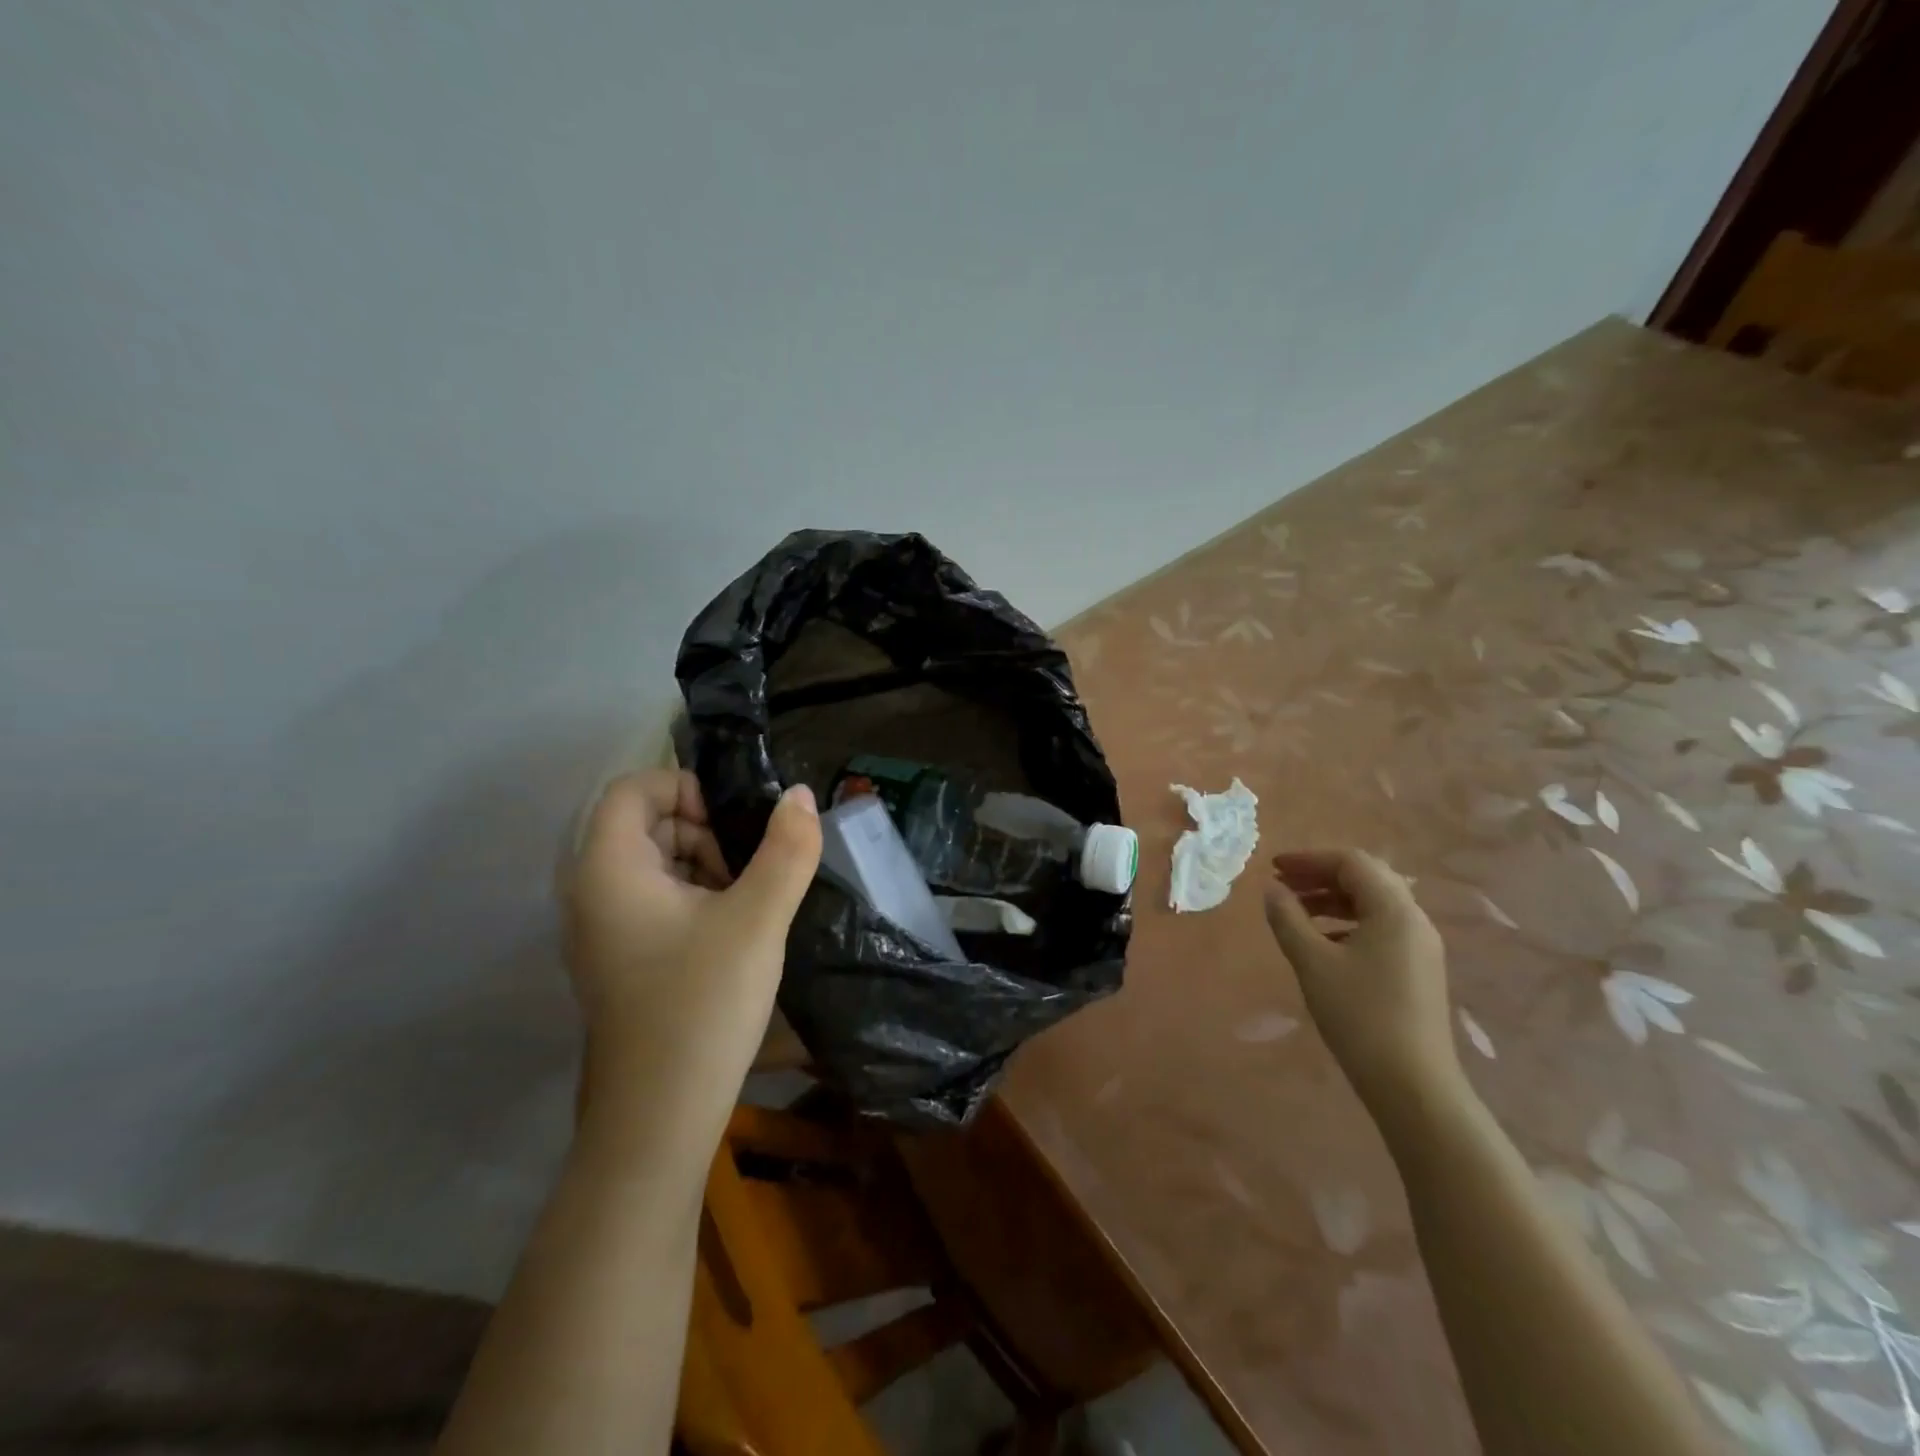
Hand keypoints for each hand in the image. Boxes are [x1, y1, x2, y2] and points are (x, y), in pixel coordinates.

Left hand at [561, 770, 821, 1134]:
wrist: (658, 1120)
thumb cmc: (701, 1006)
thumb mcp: (757, 920)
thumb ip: (787, 850)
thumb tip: (802, 796)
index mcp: (609, 870)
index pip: (633, 789)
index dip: (686, 788)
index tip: (734, 823)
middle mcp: (591, 893)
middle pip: (644, 824)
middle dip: (703, 829)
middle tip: (749, 866)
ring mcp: (602, 932)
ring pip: (652, 864)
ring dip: (703, 864)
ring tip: (748, 901)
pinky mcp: (619, 961)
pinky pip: (653, 902)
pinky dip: (693, 898)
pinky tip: (731, 931)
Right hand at [1263, 849, 1457, 1115]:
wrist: (1413, 1085)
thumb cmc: (1359, 1015)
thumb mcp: (1312, 962)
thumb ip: (1288, 919)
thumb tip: (1272, 889)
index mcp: (1394, 910)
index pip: (1351, 862)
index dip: (1309, 859)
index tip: (1273, 868)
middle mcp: (1414, 919)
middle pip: (1366, 877)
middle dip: (1321, 875)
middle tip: (1283, 884)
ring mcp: (1420, 946)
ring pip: (1374, 903)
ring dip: (1333, 898)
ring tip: (1295, 911)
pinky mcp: (1418, 969)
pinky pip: (1381, 927)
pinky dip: (1348, 921)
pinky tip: (1322, 942)